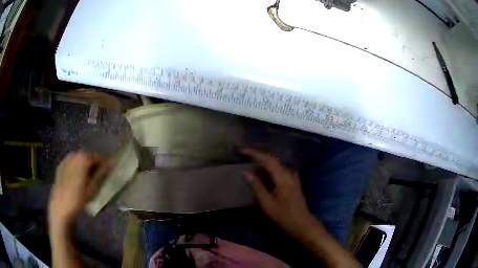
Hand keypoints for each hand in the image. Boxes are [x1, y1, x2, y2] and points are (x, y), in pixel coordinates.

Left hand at [49, 152, 110, 228]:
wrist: (61, 207)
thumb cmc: (79, 199)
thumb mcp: (93, 188)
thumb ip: (102, 174)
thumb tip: (111, 165)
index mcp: (83, 159)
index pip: (98, 157)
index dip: (105, 163)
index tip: (110, 171)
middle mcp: (74, 155)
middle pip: (88, 157)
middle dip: (94, 164)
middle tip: (99, 176)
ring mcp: (66, 160)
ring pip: (79, 159)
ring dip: (85, 166)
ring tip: (88, 178)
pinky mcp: (61, 166)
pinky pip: (72, 163)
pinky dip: (77, 168)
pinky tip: (77, 178)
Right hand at [241, 148, 314, 239]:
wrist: (302, 223)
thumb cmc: (284, 216)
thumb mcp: (267, 204)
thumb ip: (257, 187)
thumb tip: (246, 172)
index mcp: (283, 177)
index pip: (268, 159)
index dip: (254, 153)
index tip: (242, 150)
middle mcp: (289, 173)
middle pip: (272, 159)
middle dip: (257, 156)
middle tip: (243, 155)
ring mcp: (293, 176)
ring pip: (275, 164)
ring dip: (263, 163)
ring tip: (250, 163)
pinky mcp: (293, 181)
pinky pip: (279, 170)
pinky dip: (269, 169)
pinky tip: (262, 173)